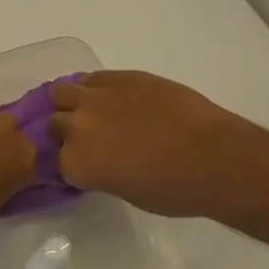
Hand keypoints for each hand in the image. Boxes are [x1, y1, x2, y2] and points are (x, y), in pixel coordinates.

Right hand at [49, 71, 262, 218]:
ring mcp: (96, 98)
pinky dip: (95, 88)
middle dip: (67, 132)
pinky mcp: (120, 76)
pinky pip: (92, 78)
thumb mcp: (127, 192)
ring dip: (71, 103)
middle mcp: (76, 127)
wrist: (213, 156)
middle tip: (90, 139)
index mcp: (76, 164)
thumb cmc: (175, 190)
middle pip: (55, 124)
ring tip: (92, 111)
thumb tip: (100, 161)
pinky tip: (113, 98)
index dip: (71, 162)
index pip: (55, 161)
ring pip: (61, 92)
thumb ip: (101, 173)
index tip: (85, 165)